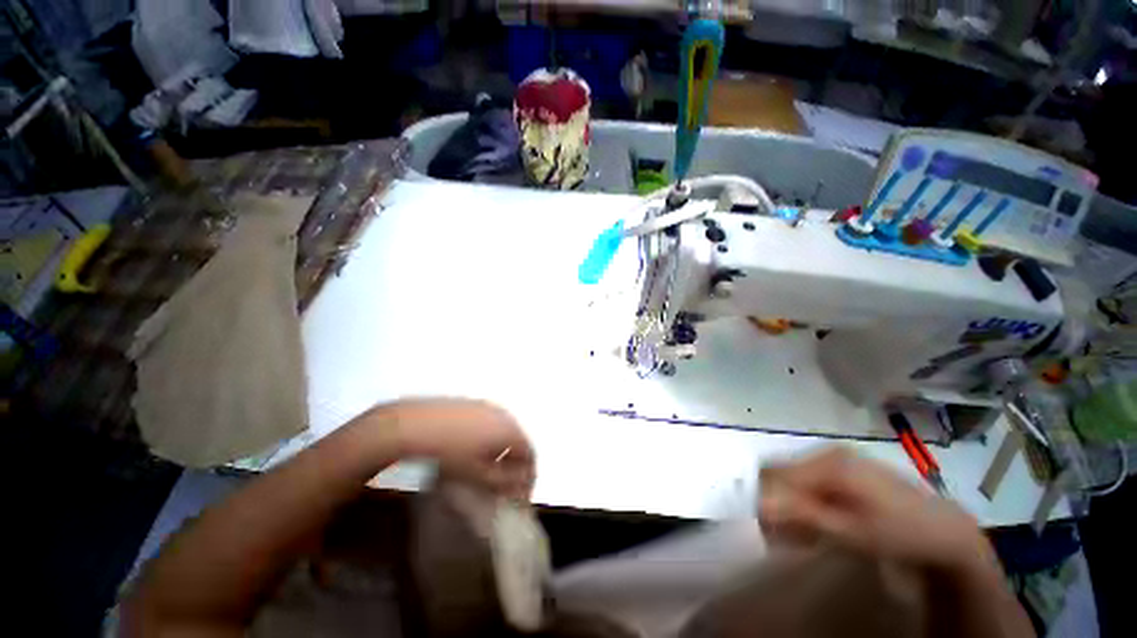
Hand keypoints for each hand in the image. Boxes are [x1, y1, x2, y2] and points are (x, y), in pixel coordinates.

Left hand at [367, 398, 535, 499]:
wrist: (415, 425)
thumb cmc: (451, 453)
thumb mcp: (479, 475)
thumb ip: (504, 482)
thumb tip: (519, 486)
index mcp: (510, 429)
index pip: (530, 454)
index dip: (527, 478)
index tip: (518, 497)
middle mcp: (503, 414)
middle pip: (518, 441)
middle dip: (514, 465)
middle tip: (503, 486)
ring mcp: (487, 406)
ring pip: (502, 432)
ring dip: (501, 453)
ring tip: (485, 471)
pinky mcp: (471, 404)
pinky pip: (488, 424)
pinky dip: (487, 440)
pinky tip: (470, 452)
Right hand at [759, 447, 992, 573]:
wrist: (945, 531)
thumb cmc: (897, 534)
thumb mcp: (849, 533)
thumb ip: (802, 516)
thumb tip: (758, 504)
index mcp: (828, 464)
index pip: (775, 473)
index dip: (765, 498)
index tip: (768, 528)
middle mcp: (828, 453)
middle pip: (785, 472)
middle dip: (780, 501)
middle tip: (789, 533)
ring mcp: (840, 456)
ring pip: (798, 475)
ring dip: (795, 501)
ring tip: (807, 531)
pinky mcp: (848, 464)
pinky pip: (814, 476)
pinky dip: (810, 497)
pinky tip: (823, 518)